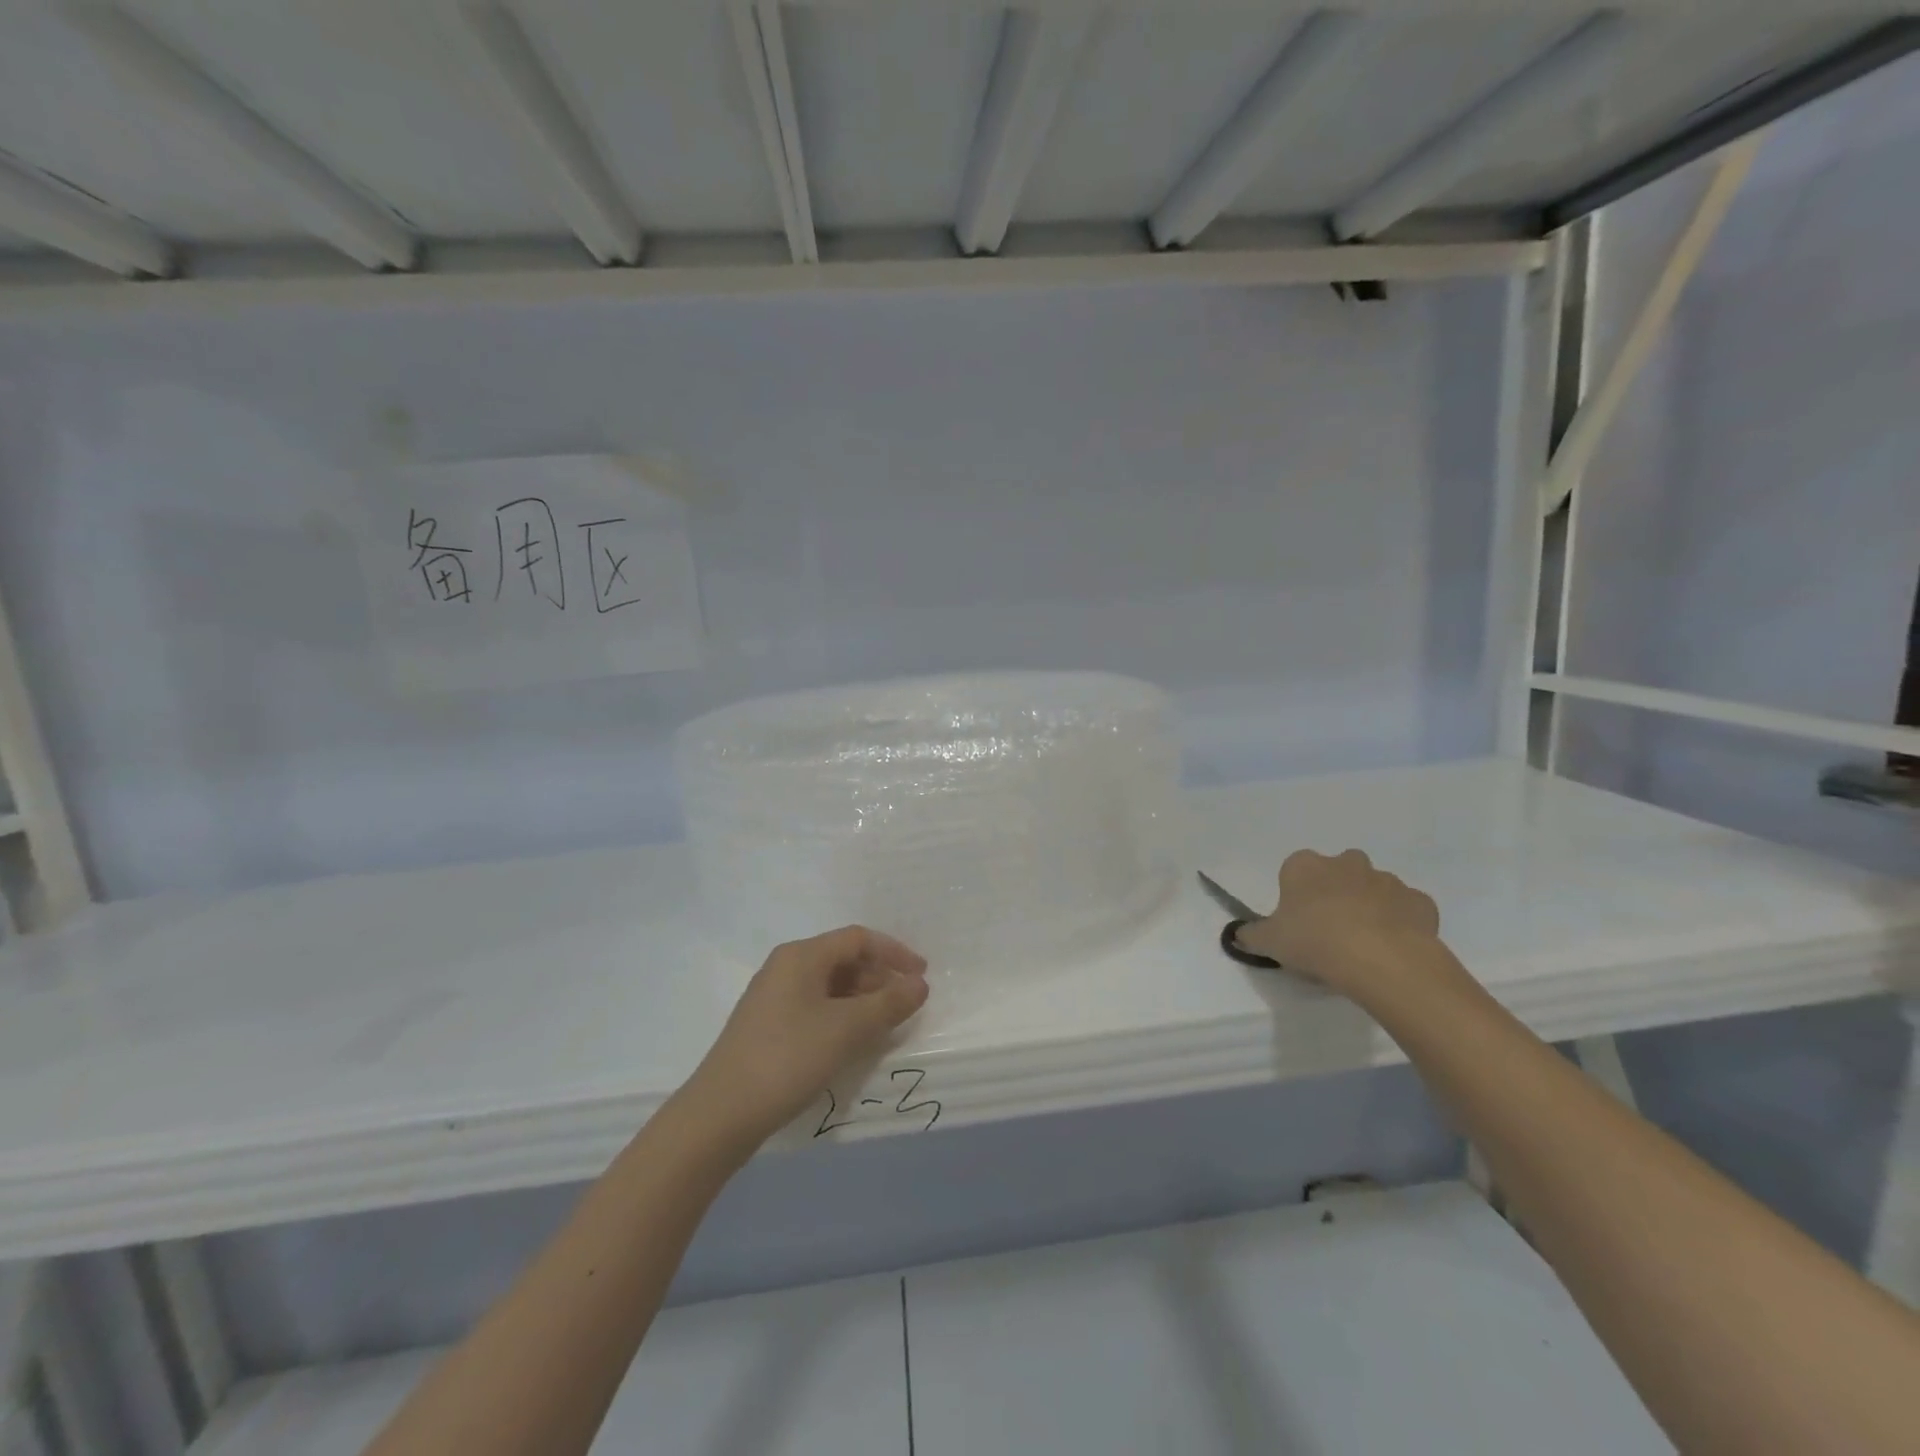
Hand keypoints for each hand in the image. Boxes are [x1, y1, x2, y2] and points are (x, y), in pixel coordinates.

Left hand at [677, 926, 929, 1147]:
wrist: (720, 1114)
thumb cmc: (788, 1058)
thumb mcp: (846, 1029)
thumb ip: (888, 1004)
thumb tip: (919, 984)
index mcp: (801, 955)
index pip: (858, 939)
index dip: (894, 953)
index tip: (922, 976)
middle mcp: (785, 967)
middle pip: (843, 959)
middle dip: (879, 978)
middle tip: (906, 1005)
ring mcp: (773, 997)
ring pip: (829, 985)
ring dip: (862, 1000)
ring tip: (885, 1025)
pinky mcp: (767, 1026)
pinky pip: (815, 1007)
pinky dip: (841, 1016)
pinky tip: (852, 1041)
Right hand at [1234, 849, 1454, 1005]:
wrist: (1380, 960)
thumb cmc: (1314, 941)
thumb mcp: (1269, 942)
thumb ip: (1251, 935)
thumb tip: (1237, 934)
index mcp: (1305, 866)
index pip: (1294, 870)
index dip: (1295, 895)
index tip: (1297, 922)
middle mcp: (1346, 863)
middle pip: (1338, 872)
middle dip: (1335, 892)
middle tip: (1330, 930)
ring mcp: (1387, 880)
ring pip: (1374, 889)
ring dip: (1369, 907)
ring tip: (1364, 945)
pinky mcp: (1420, 902)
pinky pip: (1407, 909)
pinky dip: (1402, 923)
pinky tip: (1394, 948)